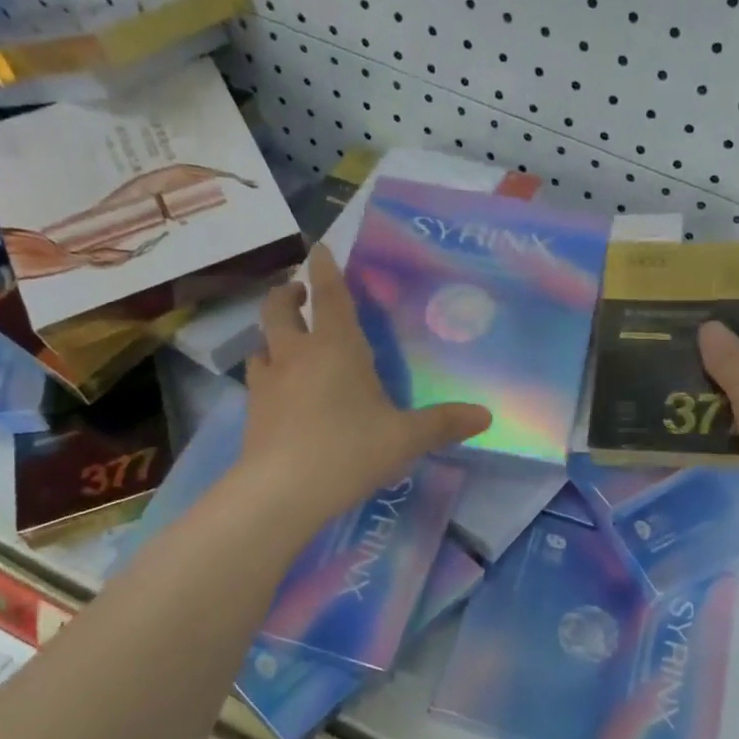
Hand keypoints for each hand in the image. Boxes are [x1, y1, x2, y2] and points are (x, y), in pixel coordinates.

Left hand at [240, 244, 490, 525]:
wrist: (282, 491)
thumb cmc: (349, 450)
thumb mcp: (405, 439)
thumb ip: (443, 424)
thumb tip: (486, 416)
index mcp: (336, 347)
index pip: (330, 296)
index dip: (326, 269)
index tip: (319, 248)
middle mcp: (297, 354)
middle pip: (279, 309)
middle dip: (288, 294)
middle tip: (299, 293)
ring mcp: (269, 381)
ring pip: (263, 342)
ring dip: (274, 333)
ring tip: (287, 341)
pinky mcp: (253, 410)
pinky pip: (258, 377)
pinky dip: (268, 371)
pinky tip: (279, 389)